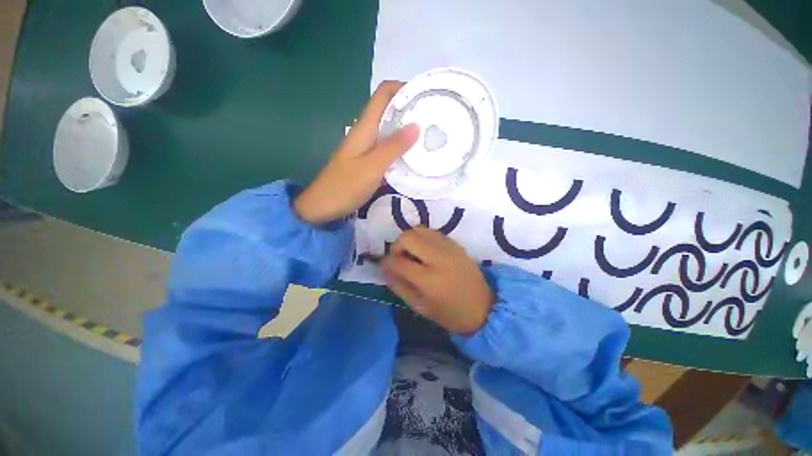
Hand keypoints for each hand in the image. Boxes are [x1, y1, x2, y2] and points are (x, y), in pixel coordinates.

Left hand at [293, 81, 419, 224]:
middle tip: (434, 120)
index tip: (426, 96)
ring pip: (390, 129)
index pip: (384, 94)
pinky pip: (388, 147)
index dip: (404, 88)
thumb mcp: (372, 167)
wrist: (323, 206)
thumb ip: (393, 147)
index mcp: (365, 127)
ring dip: (408, 129)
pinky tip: (414, 156)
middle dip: (411, 109)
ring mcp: (367, 147)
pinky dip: (402, 147)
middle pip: (389, 110)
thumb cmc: (345, 186)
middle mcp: (366, 132)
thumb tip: (416, 125)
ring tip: (429, 136)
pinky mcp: (369, 160)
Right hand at [381, 227, 494, 333]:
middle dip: (397, 246)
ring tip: (413, 254)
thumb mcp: (421, 307)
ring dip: (410, 240)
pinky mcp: (456, 244)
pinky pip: (432, 232)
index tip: (384, 265)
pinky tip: (426, 252)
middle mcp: (439, 258)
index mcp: (429, 280)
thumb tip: (384, 269)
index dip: (386, 262)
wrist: (484, 307)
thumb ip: (399, 286)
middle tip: (400, 259)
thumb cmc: (450, 314)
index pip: (398, 262)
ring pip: (419, 229)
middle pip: (407, 237)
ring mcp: (449, 248)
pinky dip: (423, 238)